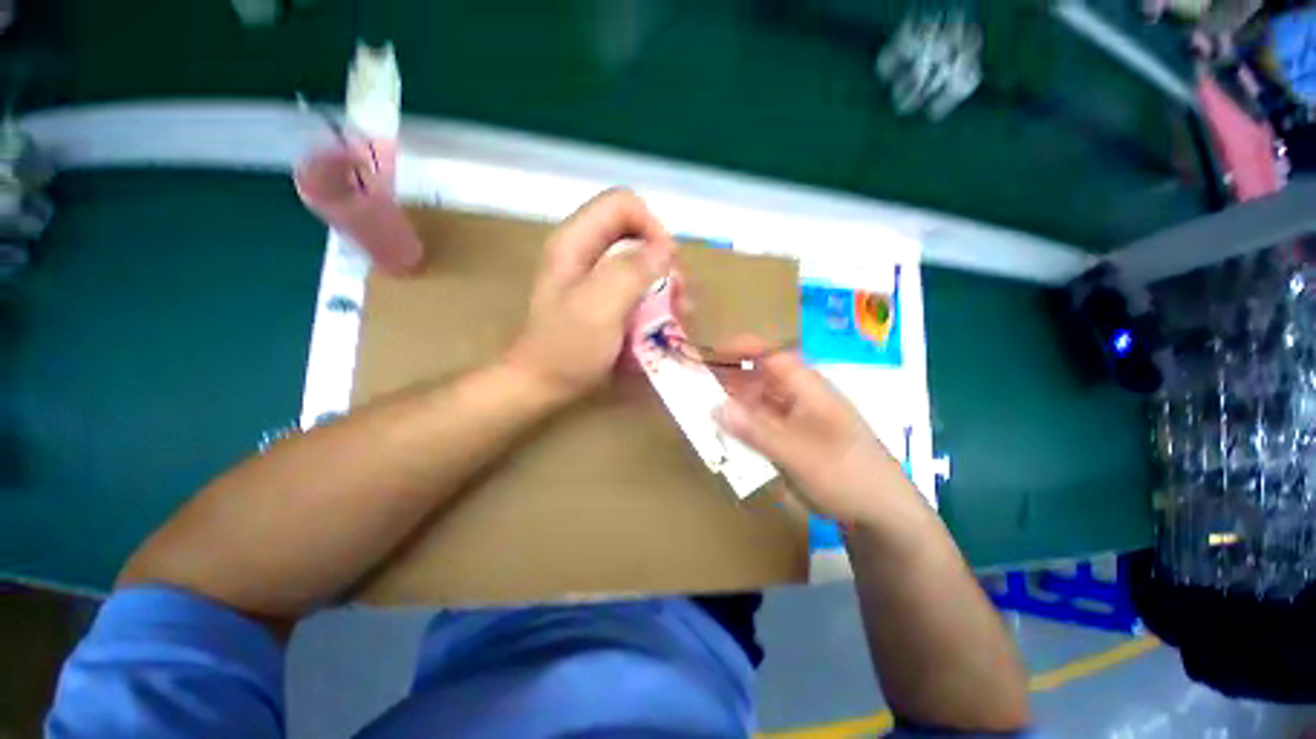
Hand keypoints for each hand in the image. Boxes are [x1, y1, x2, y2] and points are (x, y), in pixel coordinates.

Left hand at [505, 189, 674, 399]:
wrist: (542, 385)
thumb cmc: (567, 349)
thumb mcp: (600, 308)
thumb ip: (632, 272)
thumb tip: (666, 250)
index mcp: (576, 242)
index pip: (623, 204)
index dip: (652, 227)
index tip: (668, 265)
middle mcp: (585, 252)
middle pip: (636, 233)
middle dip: (663, 262)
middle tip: (679, 297)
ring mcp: (593, 278)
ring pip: (640, 263)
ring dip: (664, 286)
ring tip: (678, 315)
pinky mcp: (602, 300)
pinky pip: (636, 288)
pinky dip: (654, 302)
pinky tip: (663, 324)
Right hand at [714, 348, 909, 525]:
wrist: (882, 513)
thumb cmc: (844, 474)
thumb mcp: (796, 453)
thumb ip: (754, 430)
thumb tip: (716, 408)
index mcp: (807, 387)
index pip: (770, 355)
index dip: (740, 349)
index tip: (708, 354)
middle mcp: (800, 396)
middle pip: (760, 377)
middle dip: (730, 378)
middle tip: (696, 386)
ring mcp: (797, 419)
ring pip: (759, 402)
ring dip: (734, 404)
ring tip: (704, 409)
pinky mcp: (794, 439)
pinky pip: (763, 424)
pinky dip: (744, 426)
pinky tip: (727, 434)